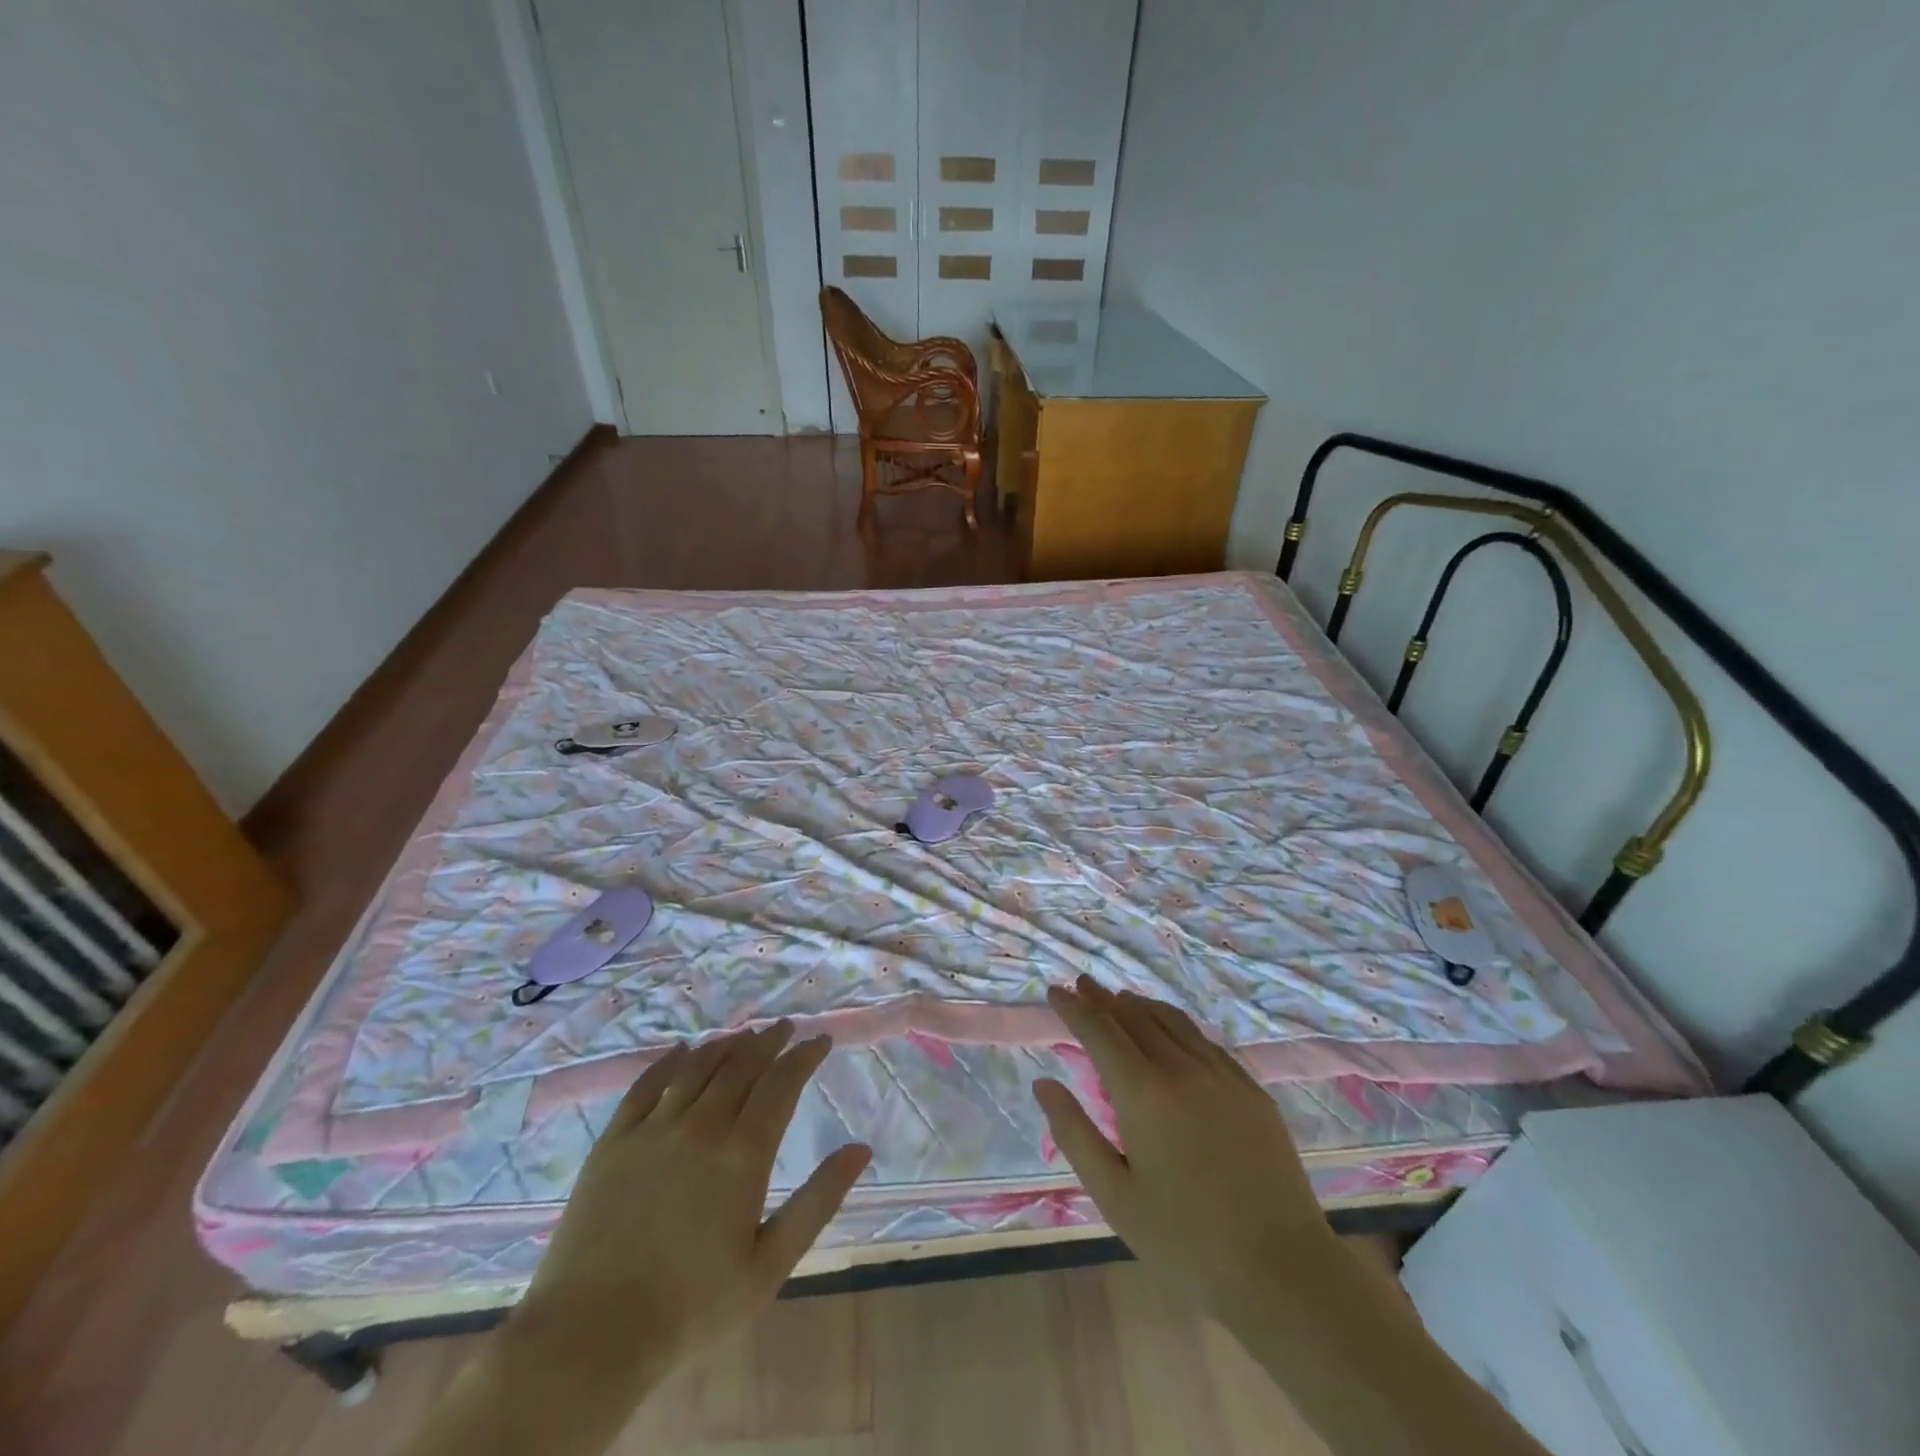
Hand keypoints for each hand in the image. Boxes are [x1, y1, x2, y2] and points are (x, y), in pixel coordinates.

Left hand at [505, 1024, 871, 1417]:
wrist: (591, 1335)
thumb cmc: (691, 1306)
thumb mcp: (769, 1264)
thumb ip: (818, 1201)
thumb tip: (861, 1149)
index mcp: (743, 1152)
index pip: (782, 1083)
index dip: (804, 1056)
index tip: (821, 1040)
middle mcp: (702, 1125)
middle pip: (742, 1064)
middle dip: (769, 1041)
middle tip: (785, 1028)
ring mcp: (654, 1128)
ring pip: (699, 1066)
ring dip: (726, 1044)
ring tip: (744, 1035)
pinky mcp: (615, 1140)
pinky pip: (647, 1083)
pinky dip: (670, 1060)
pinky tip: (682, 1050)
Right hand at [1032, 976, 1339, 1329]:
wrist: (1283, 1271)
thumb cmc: (1185, 1242)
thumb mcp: (1114, 1195)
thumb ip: (1074, 1133)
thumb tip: (1044, 1084)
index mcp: (1143, 1092)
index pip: (1099, 1030)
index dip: (1074, 1008)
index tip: (1054, 991)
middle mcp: (1182, 1068)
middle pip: (1135, 1016)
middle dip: (1103, 998)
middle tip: (1082, 984)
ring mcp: (1222, 1074)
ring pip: (1172, 1021)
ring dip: (1140, 1005)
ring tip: (1120, 999)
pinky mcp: (1251, 1089)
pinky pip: (1204, 1040)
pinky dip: (1176, 1024)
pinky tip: (1171, 1031)